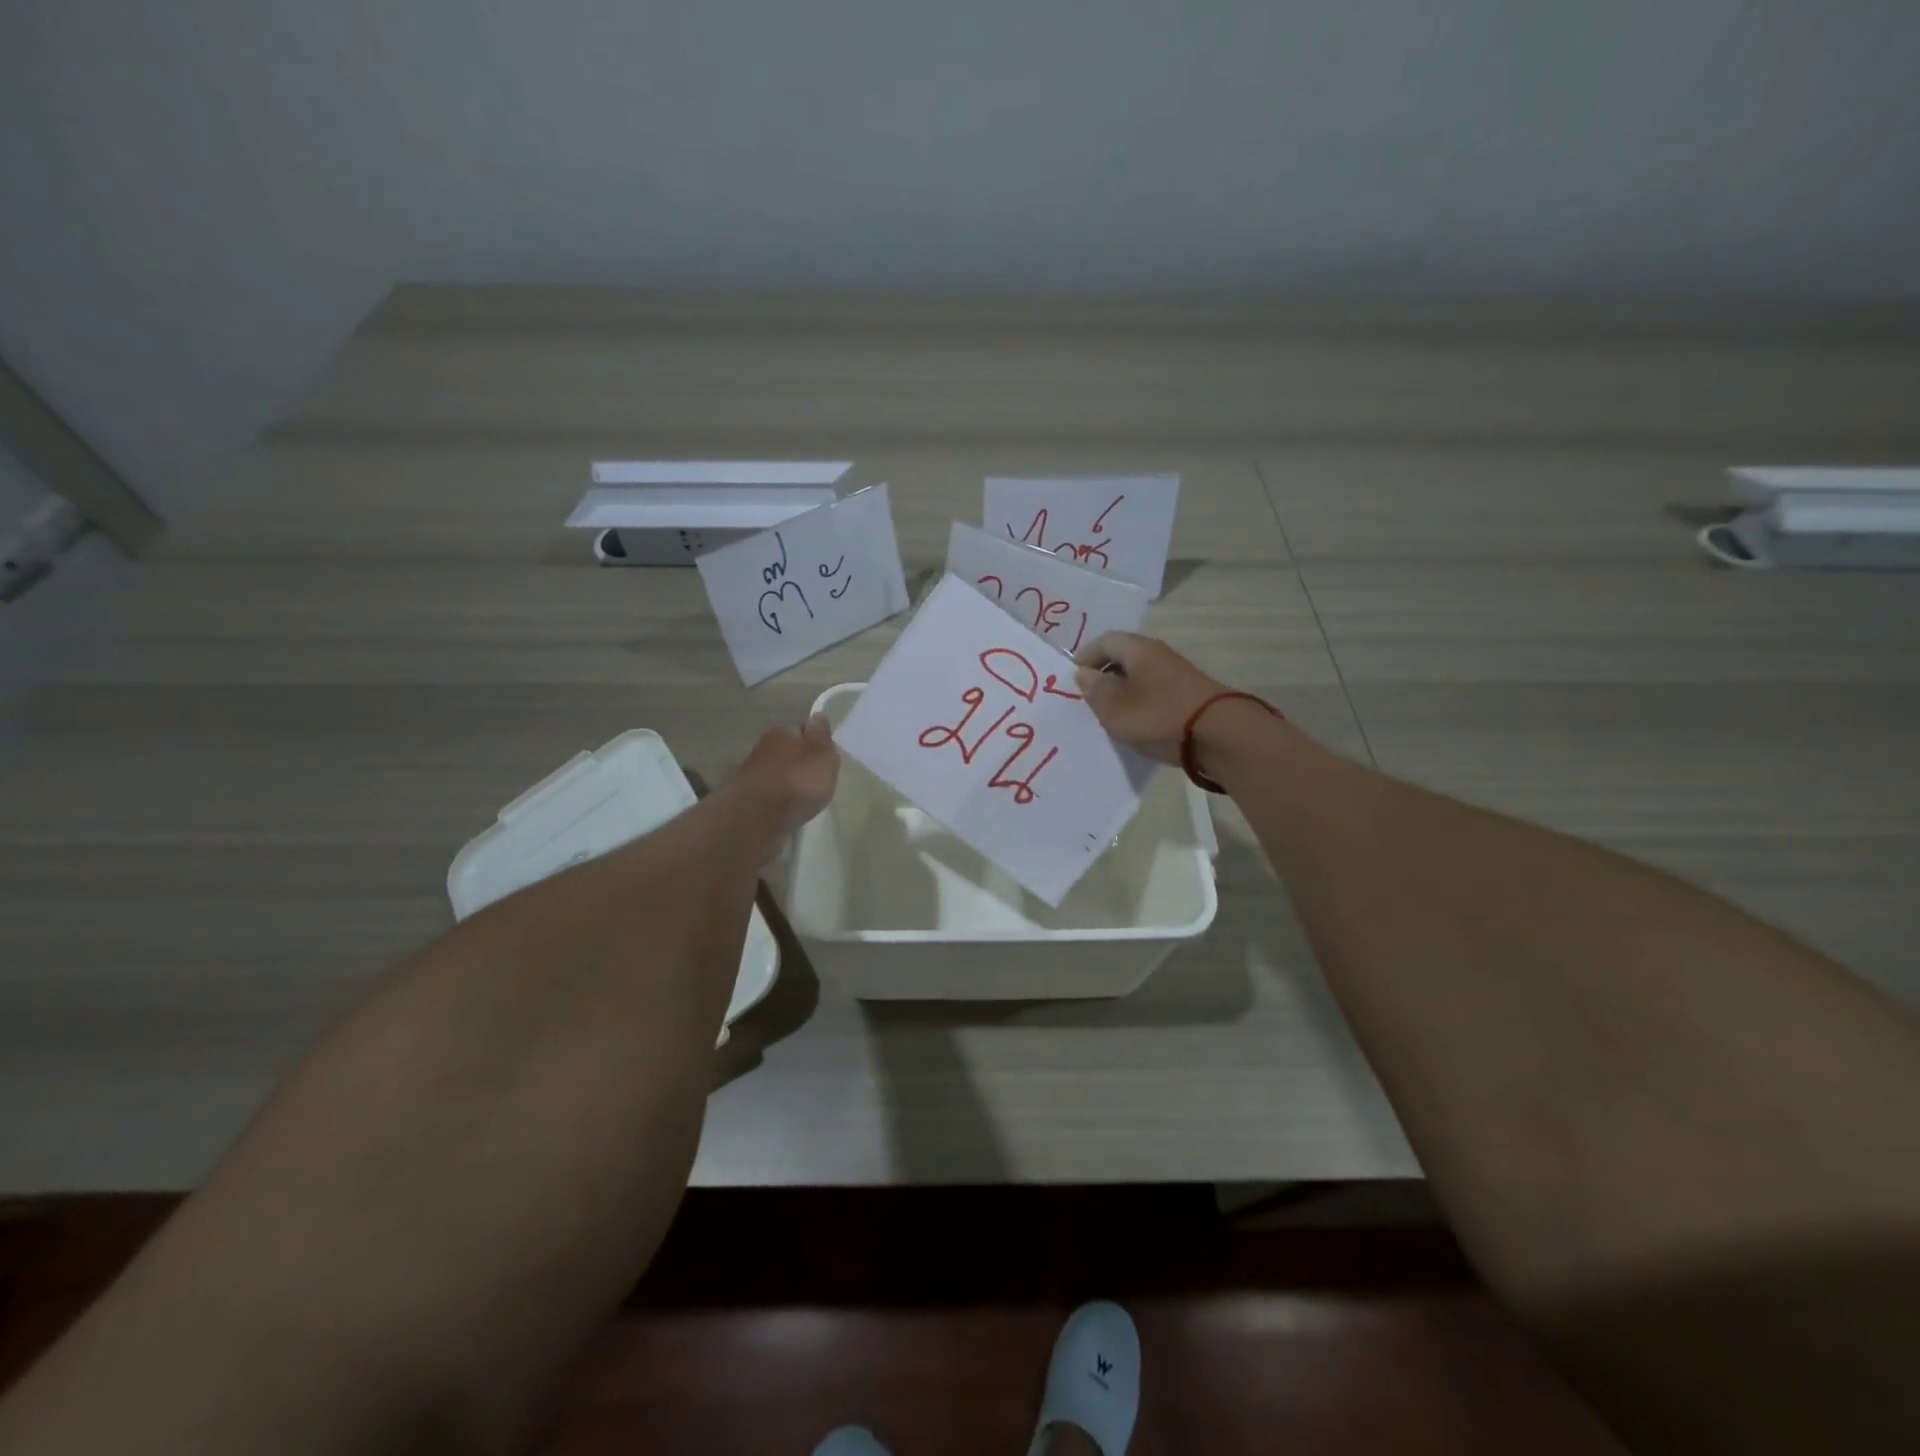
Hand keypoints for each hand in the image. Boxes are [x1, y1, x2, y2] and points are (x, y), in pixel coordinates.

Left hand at [737, 714, 839, 842]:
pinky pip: (770, 794)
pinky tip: (788, 809)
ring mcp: (752, 774)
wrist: (757, 818)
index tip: (825, 757)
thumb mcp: (822, 755)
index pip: (801, 730)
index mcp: (782, 732)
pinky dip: (779, 799)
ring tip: (804, 797)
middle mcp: (763, 748)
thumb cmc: (797, 781)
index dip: (814, 742)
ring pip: (777, 773)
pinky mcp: (747, 799)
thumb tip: (817, 715)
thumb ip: (822, 736)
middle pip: (788, 752)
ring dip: (789, 782)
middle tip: (817, 779)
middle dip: (800, 763)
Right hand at [1073, 633, 1229, 764]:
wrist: (1220, 736)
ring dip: (1122, 691)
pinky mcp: (1189, 695)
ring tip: (1110, 715)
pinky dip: (1140, 703)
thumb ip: (1096, 690)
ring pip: (1140, 676)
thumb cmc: (1159, 716)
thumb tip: (1085, 674)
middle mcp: (1159, 654)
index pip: (1105, 641)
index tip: (1073, 679)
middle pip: (1124, 657)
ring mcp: (1177, 674)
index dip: (1085, 656)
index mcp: (1139, 649)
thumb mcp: (1115, 708)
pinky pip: (1155, 692)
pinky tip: (1137, 724)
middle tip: (1088, 698)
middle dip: (1103, 674)